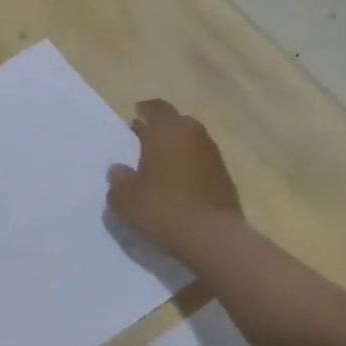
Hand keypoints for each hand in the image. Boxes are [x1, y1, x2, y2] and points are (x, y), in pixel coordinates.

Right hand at [106, 99, 242, 257]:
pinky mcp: (226, 179)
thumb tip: (119, 170)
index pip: (156, 108)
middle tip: (145, 141)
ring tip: (161, 166)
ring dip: (178, 150)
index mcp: (167, 131)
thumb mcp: (125, 198)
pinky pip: (203, 164)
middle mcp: (194, 136)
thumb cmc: (162, 207)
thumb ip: (118, 180)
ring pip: (192, 143)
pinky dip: (191, 168)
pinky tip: (179, 186)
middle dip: (162, 129)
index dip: (145, 110)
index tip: (135, 116)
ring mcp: (214, 157)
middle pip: (178, 123)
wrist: (212, 237)